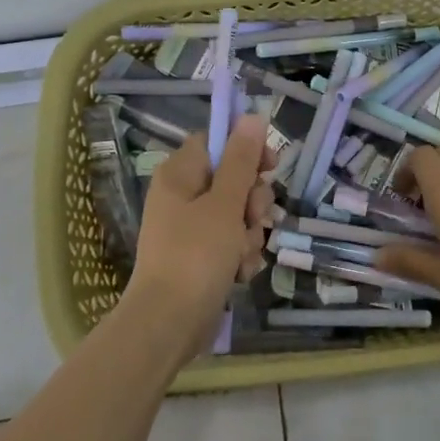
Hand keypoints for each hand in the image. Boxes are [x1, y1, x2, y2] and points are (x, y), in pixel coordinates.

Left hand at [129, 115, 272, 345]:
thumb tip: (252, 116)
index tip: (270, 166)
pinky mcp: (201, 256)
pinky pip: (231, 242)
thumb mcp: (224, 203)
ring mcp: (191, 228)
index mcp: (180, 174)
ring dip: (250, 233)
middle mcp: (183, 196)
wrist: (169, 324)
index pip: (217, 142)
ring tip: (242, 256)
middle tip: (253, 219)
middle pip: (233, 179)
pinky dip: (240, 256)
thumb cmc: (196, 255)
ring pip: (238, 214)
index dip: (246, 150)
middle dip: (253, 201)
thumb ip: (241, 160)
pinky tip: (239, 274)